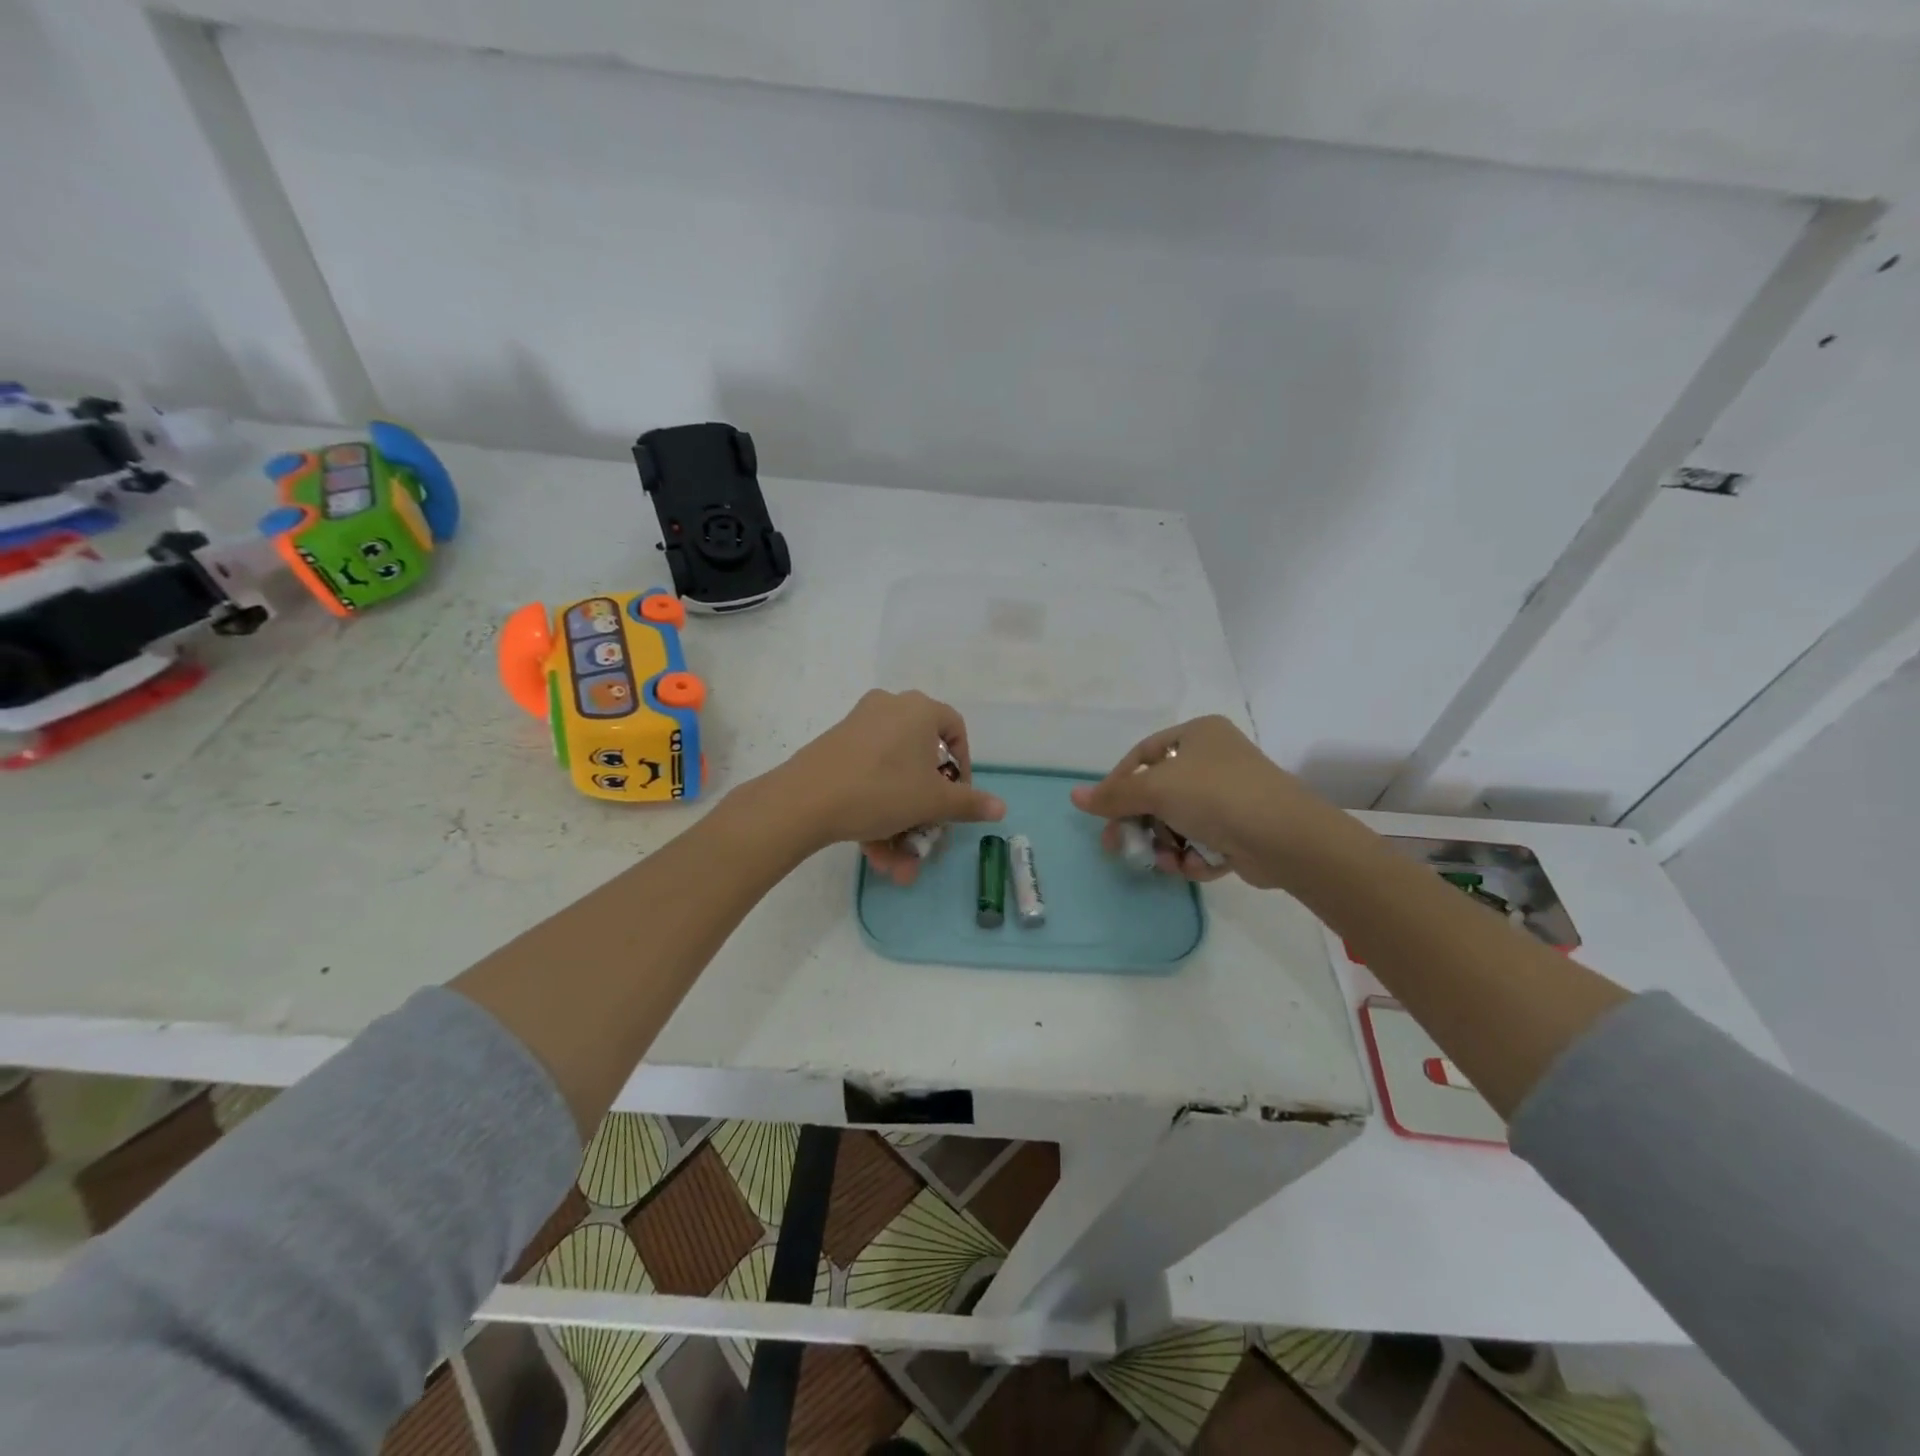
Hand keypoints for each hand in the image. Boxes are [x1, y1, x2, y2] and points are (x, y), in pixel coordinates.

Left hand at [759, 690, 1003, 881]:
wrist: (804, 799)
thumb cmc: (881, 790)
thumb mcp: (932, 801)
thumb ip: (968, 803)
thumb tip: (1001, 807)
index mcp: (918, 709)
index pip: (954, 729)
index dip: (963, 766)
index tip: (958, 798)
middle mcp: (889, 709)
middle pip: (920, 762)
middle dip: (925, 812)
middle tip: (925, 841)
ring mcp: (858, 727)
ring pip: (892, 778)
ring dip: (899, 824)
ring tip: (895, 866)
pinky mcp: (834, 748)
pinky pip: (868, 778)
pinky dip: (875, 812)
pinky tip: (873, 853)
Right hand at [1069, 715, 1344, 886]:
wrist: (1285, 837)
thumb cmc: (1215, 795)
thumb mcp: (1156, 789)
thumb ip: (1114, 795)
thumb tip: (1074, 796)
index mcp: (1197, 734)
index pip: (1143, 756)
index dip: (1119, 783)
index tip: (1104, 812)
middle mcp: (1215, 760)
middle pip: (1159, 793)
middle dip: (1141, 823)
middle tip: (1119, 846)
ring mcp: (1231, 796)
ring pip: (1179, 822)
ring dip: (1166, 845)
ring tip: (1167, 862)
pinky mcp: (1242, 830)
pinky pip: (1203, 841)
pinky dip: (1194, 856)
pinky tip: (1195, 867)